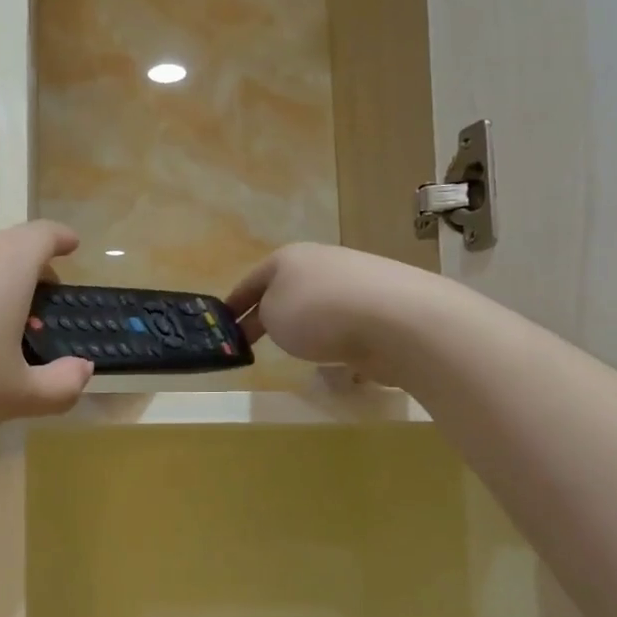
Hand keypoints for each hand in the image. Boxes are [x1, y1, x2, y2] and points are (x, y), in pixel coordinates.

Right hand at [225, 242, 412, 376]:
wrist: (396, 320)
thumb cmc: (318, 313)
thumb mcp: (271, 316)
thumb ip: (264, 316)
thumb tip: (281, 318)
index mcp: (288, 258)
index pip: (250, 282)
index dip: (233, 304)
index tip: (221, 324)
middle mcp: (322, 263)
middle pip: (285, 290)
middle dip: (270, 313)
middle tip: (253, 340)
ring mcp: (357, 281)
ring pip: (319, 306)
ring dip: (307, 325)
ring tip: (298, 351)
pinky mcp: (384, 305)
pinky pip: (349, 324)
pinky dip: (339, 337)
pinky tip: (338, 357)